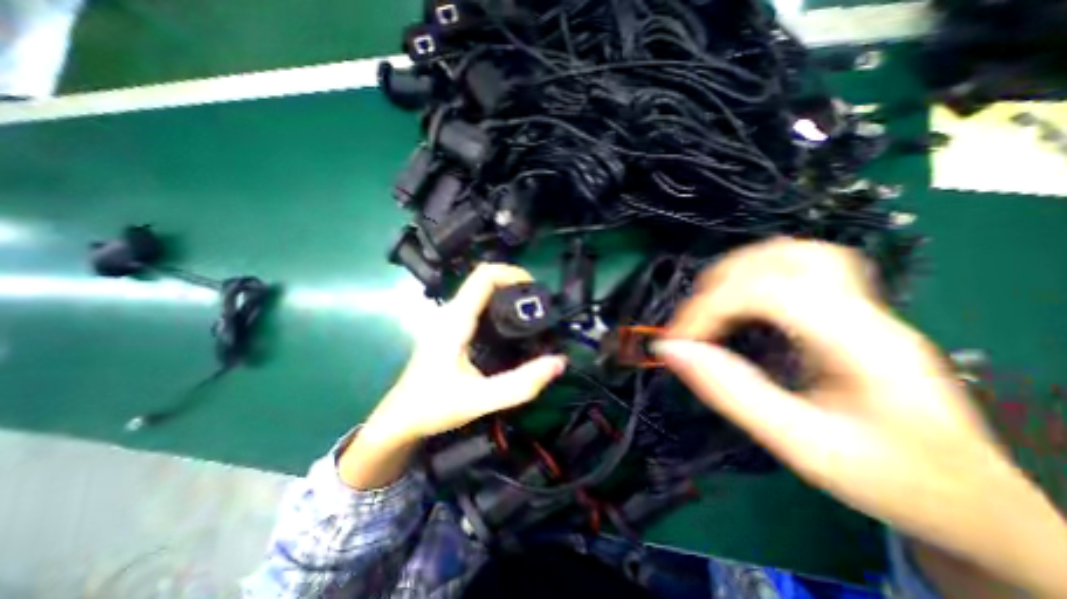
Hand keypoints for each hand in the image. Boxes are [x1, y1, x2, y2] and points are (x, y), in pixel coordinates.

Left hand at [341, 265, 566, 487]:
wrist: (399, 420)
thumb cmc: (433, 407)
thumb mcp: (479, 399)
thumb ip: (520, 384)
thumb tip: (559, 362)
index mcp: (455, 319)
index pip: (484, 275)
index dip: (513, 273)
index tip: (535, 290)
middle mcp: (450, 312)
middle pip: (484, 279)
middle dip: (514, 283)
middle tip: (539, 305)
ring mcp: (448, 319)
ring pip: (481, 291)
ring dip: (507, 293)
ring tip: (530, 314)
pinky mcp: (450, 328)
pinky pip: (478, 304)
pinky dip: (498, 305)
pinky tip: (510, 327)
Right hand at [656, 237, 1066, 596]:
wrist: (969, 499)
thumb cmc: (888, 478)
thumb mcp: (800, 446)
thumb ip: (730, 392)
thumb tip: (670, 350)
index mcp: (864, 344)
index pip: (770, 292)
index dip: (710, 308)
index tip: (677, 341)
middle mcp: (867, 311)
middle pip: (784, 258)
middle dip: (720, 284)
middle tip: (692, 325)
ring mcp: (864, 305)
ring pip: (791, 253)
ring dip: (736, 274)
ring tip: (709, 311)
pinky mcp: (851, 310)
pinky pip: (797, 268)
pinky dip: (754, 276)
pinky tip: (740, 305)